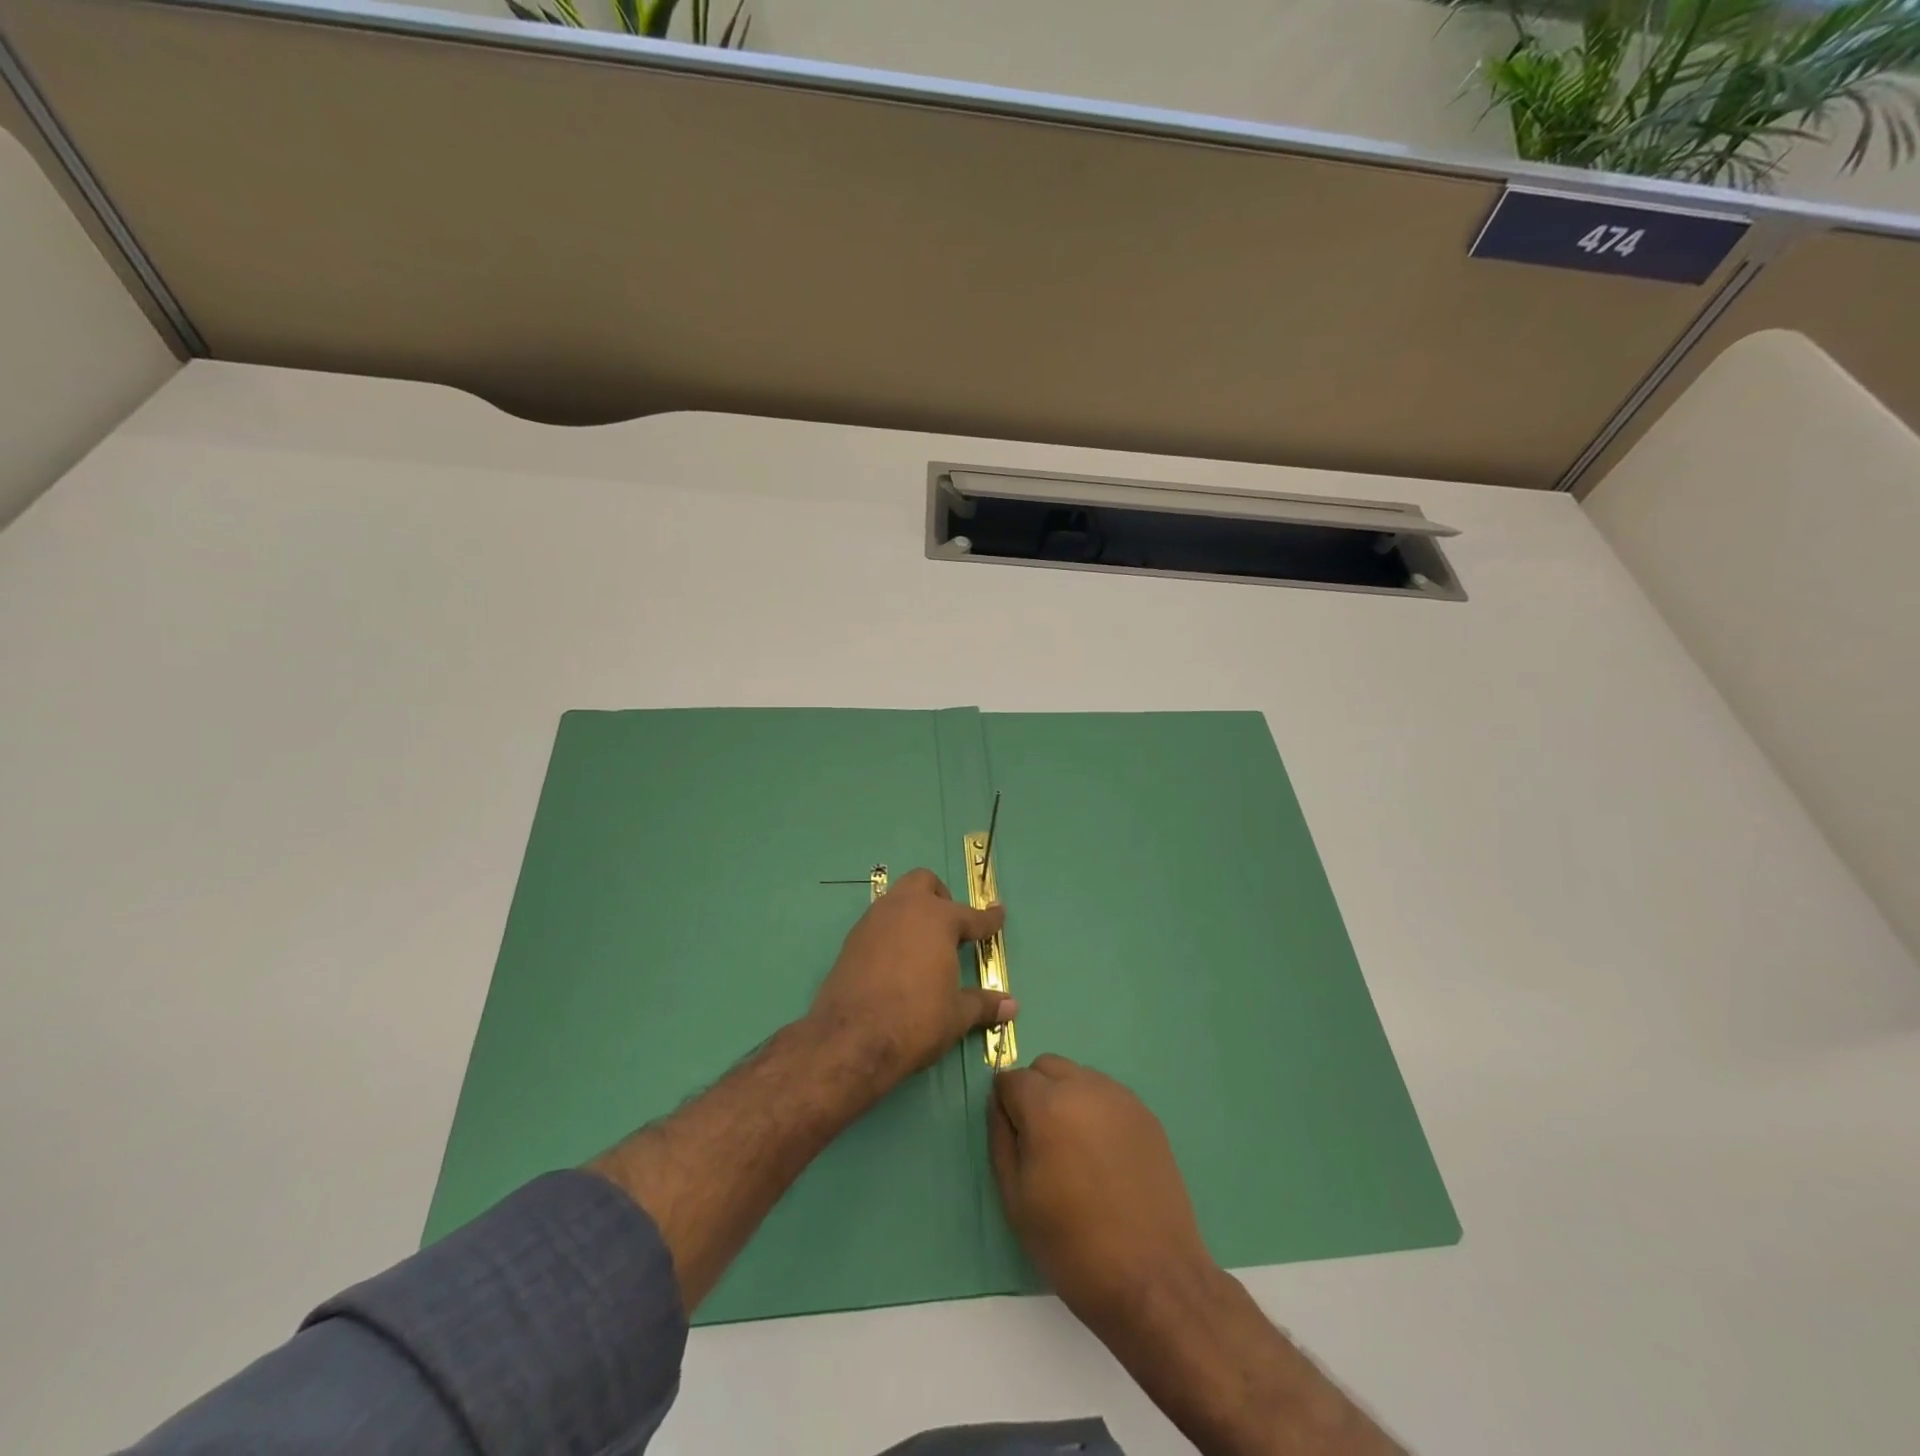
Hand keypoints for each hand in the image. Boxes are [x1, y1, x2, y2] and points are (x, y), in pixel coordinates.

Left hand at [807, 868, 1014, 1093]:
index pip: (971, 915)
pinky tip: (896, 961)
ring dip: (912, 913)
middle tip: (950, 927)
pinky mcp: (851, 940)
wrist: (850, 1038)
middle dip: (940, 897)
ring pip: (897, 899)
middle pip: (924, 883)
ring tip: (923, 945)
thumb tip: (1012, 1006)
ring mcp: (873, 921)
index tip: (998, 913)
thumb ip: (983, 1004)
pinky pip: (878, 923)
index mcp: (938, 919)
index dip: (988, 919)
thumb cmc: (915, 1020)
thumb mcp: (956, 1015)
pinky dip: (891, 933)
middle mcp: (905, 909)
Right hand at [989, 1054, 1213, 1328]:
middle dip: (1034, 1092)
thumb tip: (1000, 1105)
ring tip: (1074, 1150)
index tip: (1012, 1136)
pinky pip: (1107, 1095)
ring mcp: (1120, 1098)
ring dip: (1066, 1097)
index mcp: (1047, 1106)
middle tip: (1040, 1141)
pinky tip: (1102, 1155)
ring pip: (1078, 1076)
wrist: (1153, 1278)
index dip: (1005, 1104)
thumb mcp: (1015, 1198)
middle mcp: (1084, 1087)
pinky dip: (1095, 1110)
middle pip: (1046, 1067)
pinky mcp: (1146, 1114)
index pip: (1011, 1078)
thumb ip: (1000, 1139)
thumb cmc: (1073, 1245)